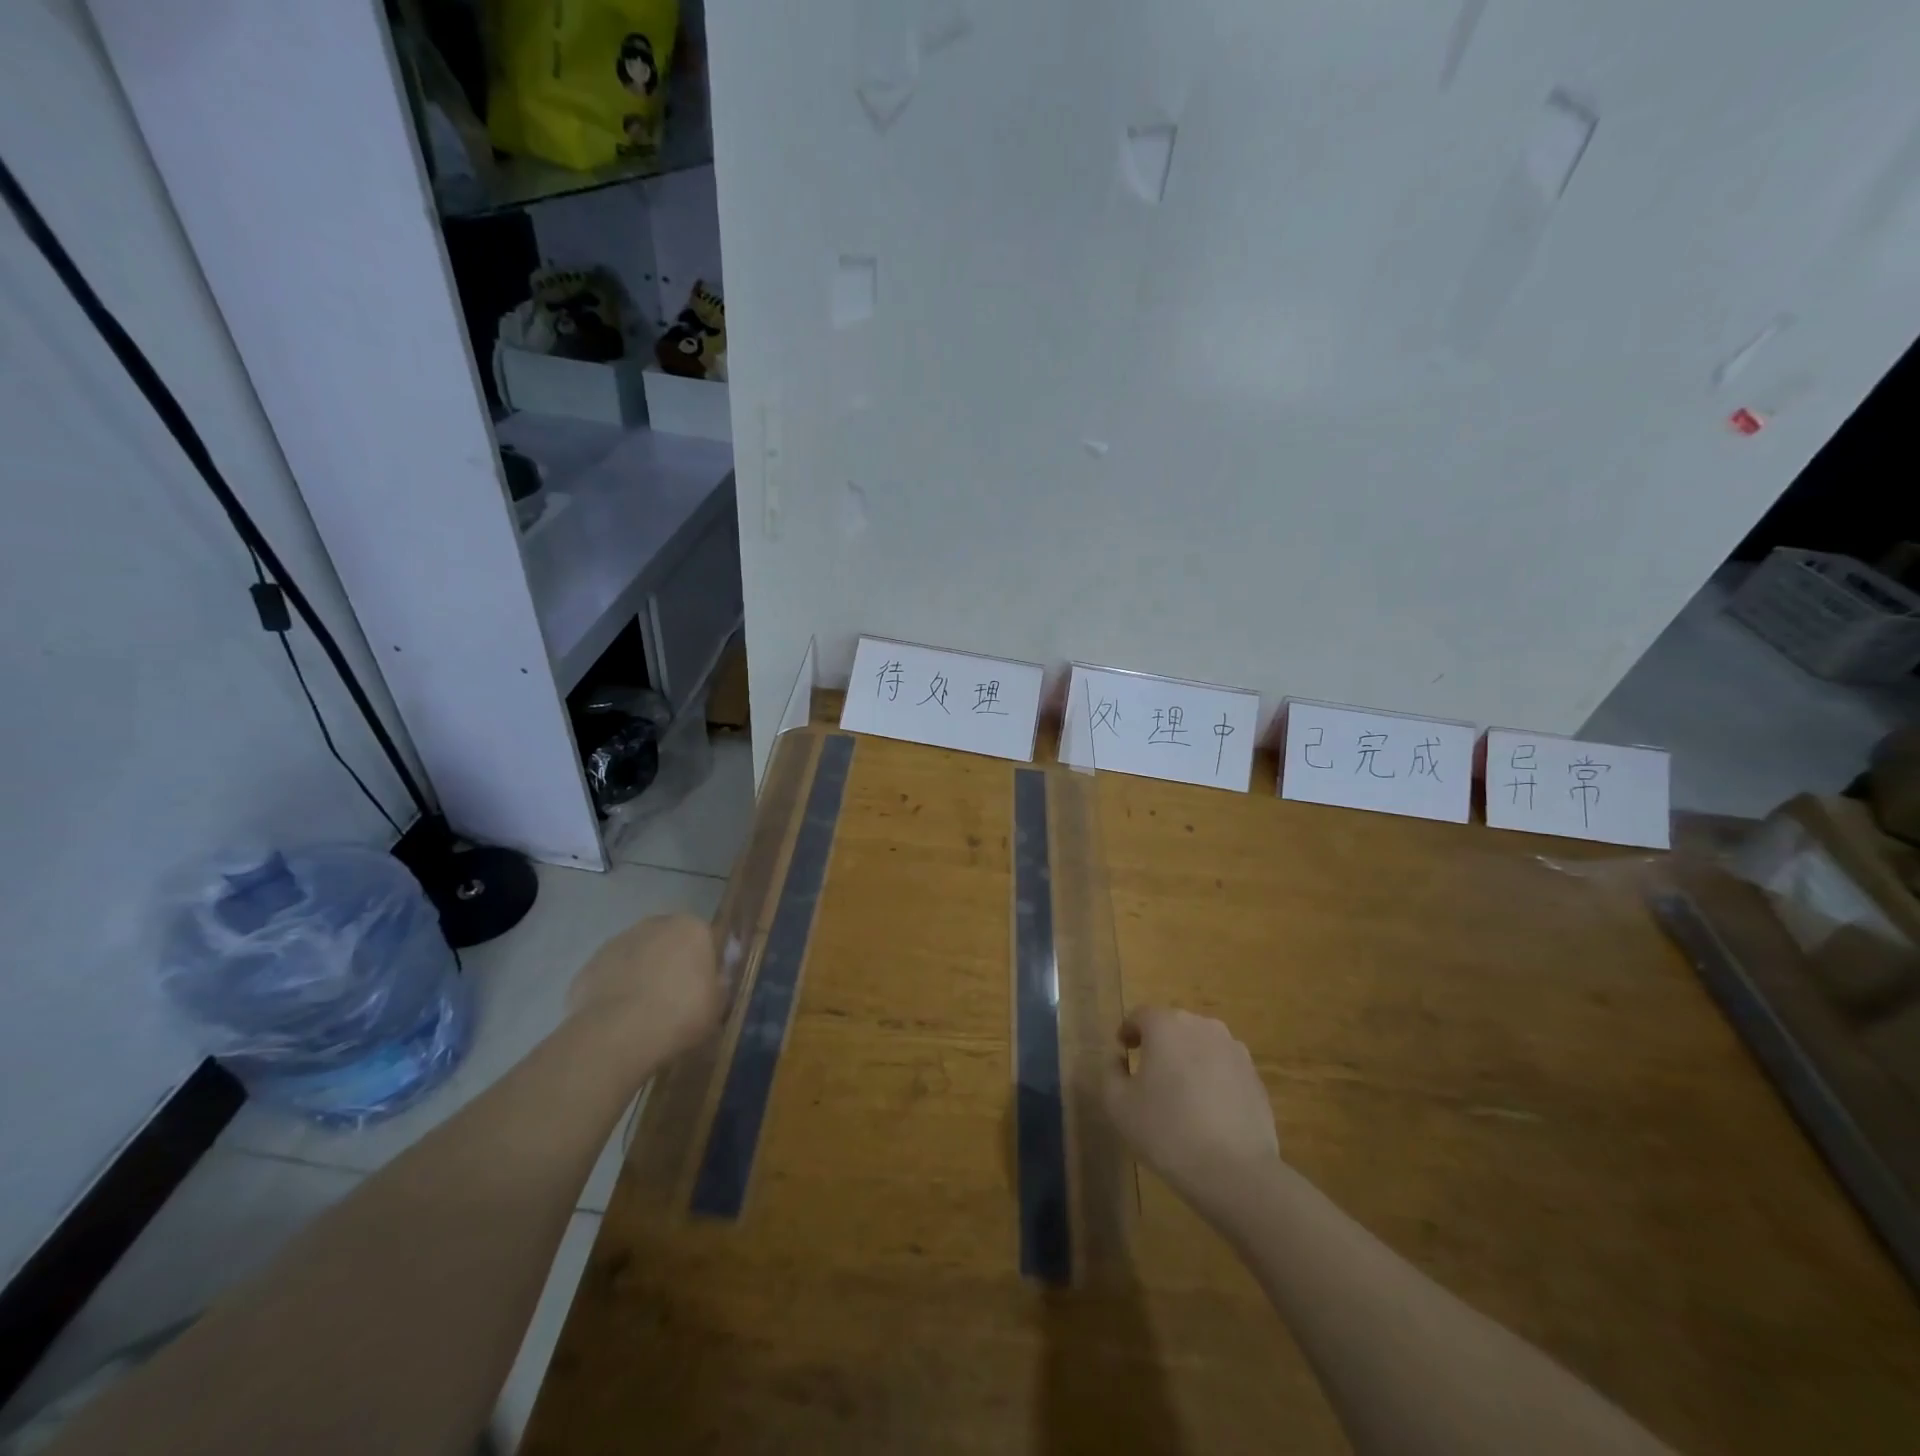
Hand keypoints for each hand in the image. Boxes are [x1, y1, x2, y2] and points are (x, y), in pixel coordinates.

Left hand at [567, 914, 723, 1065]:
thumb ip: (717, 987)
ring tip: (642, 1016)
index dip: (703, 967)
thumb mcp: (717, 1006)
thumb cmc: (681, 1013)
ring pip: (635, 959)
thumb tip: (714, 983)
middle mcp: (654, 925)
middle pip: (667, 943)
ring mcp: (616, 943)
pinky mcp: (588, 967)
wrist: (618, 1034)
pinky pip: (608, 978)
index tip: (702, 992)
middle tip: (673, 1002)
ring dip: (640, 977)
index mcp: (692, 928)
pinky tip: (617, 1022)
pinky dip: (613, 993)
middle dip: (669, 965)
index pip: (703, 940)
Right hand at [1104, 1007, 1280, 1210]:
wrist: (1235, 1171)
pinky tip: (1208, 1109)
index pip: (1140, 1015)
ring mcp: (1233, 1049)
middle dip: (1159, 1043)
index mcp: (1166, 1025)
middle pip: (1173, 1026)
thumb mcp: (1118, 1105)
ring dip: (1188, 1058)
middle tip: (1149, 1073)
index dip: (1129, 1031)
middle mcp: (1201, 1026)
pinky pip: (1223, 1066)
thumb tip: (1119, 1058)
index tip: (1124, 1051)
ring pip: (1201, 1044)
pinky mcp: (1254, 1075)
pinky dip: (1212, 1077)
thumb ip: (1111, 1072)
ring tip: (1180, 1092)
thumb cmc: (1167, 1131)